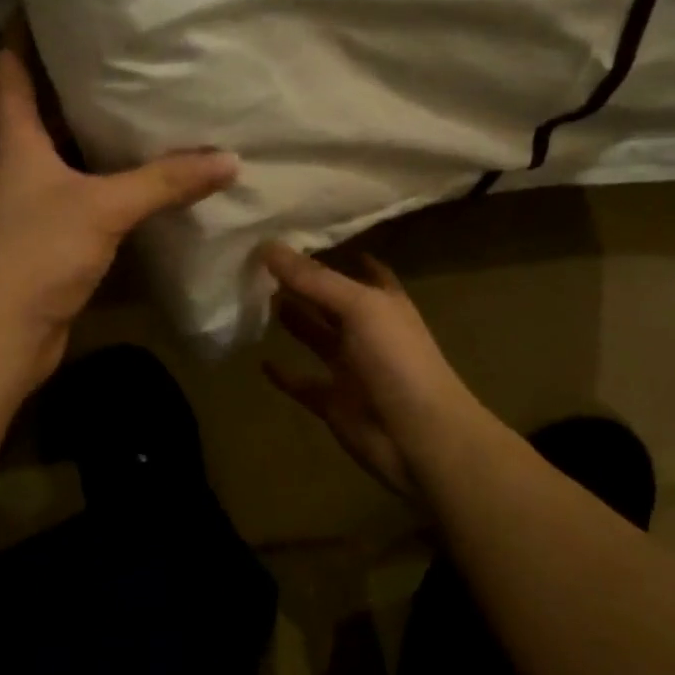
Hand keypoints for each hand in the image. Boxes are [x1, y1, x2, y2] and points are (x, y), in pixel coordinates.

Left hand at [0, 20, 237, 386]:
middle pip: (43, 116)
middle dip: (72, 85)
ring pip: (70, 161)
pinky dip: (113, 189)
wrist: (2, 335)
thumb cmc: (37, 252)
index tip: (37, 3)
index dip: (19, 37)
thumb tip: (229, 160)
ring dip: (97, 140)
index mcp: (18, 145)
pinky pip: (88, 202)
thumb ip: (164, 181)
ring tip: (143, 111)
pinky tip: (146, 185)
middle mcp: (22, 170)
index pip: (12, 75)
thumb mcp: (103, 207)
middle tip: (118, 54)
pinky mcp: (54, 245)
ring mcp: (36, 210)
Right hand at [260, 243, 480, 500]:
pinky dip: (284, 375)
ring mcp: (351, 368)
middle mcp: (367, 331)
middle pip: (330, 303)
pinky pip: (304, 384)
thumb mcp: (358, 307)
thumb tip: (266, 245)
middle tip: (259, 266)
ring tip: (255, 299)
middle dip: (302, 285)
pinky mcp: (334, 402)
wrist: (419, 437)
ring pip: (316, 338)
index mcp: (383, 303)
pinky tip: (261, 361)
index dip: (337, 254)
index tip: (300, 237)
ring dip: (292, 321)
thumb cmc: (397, 360)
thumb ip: (314, 279)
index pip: (361, 271)